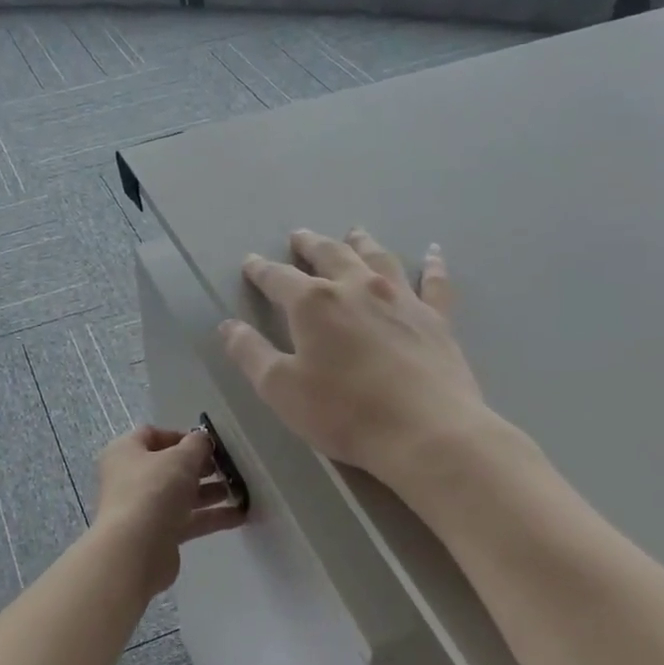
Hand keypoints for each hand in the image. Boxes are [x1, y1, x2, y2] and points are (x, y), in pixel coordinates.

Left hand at [91, 425, 246, 593]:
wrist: (135, 551)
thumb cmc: (153, 491)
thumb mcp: (180, 458)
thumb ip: (197, 445)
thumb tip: (202, 439)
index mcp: (125, 452)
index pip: (152, 434)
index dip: (181, 436)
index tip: (208, 443)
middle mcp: (130, 478)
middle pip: (168, 466)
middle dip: (200, 466)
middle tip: (226, 467)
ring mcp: (143, 508)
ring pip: (180, 495)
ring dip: (209, 492)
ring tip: (239, 490)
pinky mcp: (157, 535)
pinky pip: (187, 520)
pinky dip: (210, 517)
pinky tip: (240, 515)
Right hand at [220, 228, 505, 491]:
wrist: (427, 431)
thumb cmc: (344, 412)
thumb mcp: (281, 389)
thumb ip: (251, 354)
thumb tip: (228, 326)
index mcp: (314, 303)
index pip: (279, 278)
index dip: (261, 270)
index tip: (251, 262)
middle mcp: (357, 287)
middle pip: (330, 254)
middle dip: (310, 245)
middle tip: (299, 236)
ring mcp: (401, 299)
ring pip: (378, 258)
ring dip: (361, 243)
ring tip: (354, 232)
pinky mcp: (436, 318)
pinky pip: (434, 282)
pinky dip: (432, 265)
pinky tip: (433, 252)